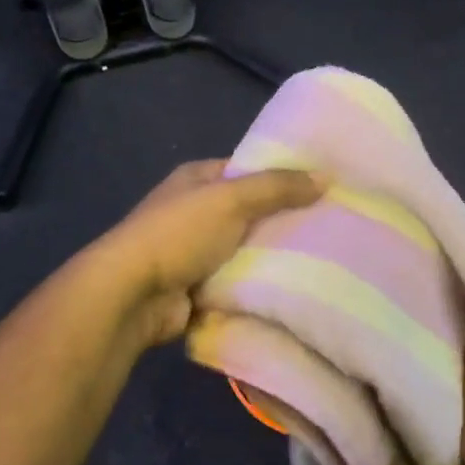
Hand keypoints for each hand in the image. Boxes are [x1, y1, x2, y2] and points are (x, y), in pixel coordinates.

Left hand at [94, 160, 323, 349]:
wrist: (133, 294)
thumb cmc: (179, 234)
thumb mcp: (231, 198)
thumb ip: (277, 187)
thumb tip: (325, 176)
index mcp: (196, 179)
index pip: (246, 169)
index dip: (280, 175)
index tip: (321, 186)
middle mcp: (194, 211)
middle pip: (249, 211)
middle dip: (282, 219)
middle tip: (330, 225)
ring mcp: (194, 251)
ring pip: (245, 249)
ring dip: (272, 256)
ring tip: (323, 258)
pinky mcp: (197, 287)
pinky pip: (237, 281)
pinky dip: (257, 285)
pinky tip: (294, 287)